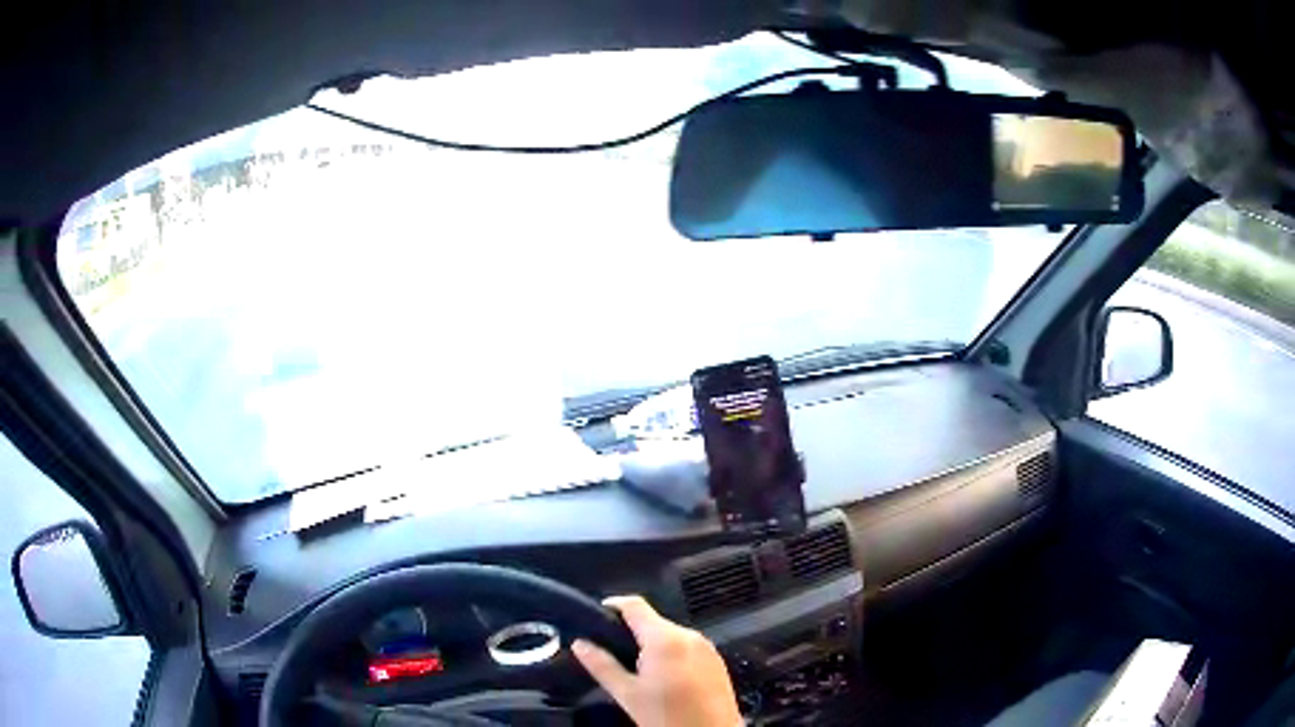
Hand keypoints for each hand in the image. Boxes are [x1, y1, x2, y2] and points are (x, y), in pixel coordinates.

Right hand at [572, 595, 741, 726]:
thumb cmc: (668, 717)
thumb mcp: (627, 694)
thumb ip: (602, 665)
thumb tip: (580, 644)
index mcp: (665, 639)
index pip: (634, 605)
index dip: (612, 606)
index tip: (597, 616)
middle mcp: (689, 635)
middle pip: (653, 622)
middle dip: (632, 634)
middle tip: (613, 656)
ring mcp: (707, 647)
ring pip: (670, 636)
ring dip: (652, 646)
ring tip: (638, 673)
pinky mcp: (717, 661)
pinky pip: (687, 648)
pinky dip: (672, 656)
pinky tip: (665, 681)